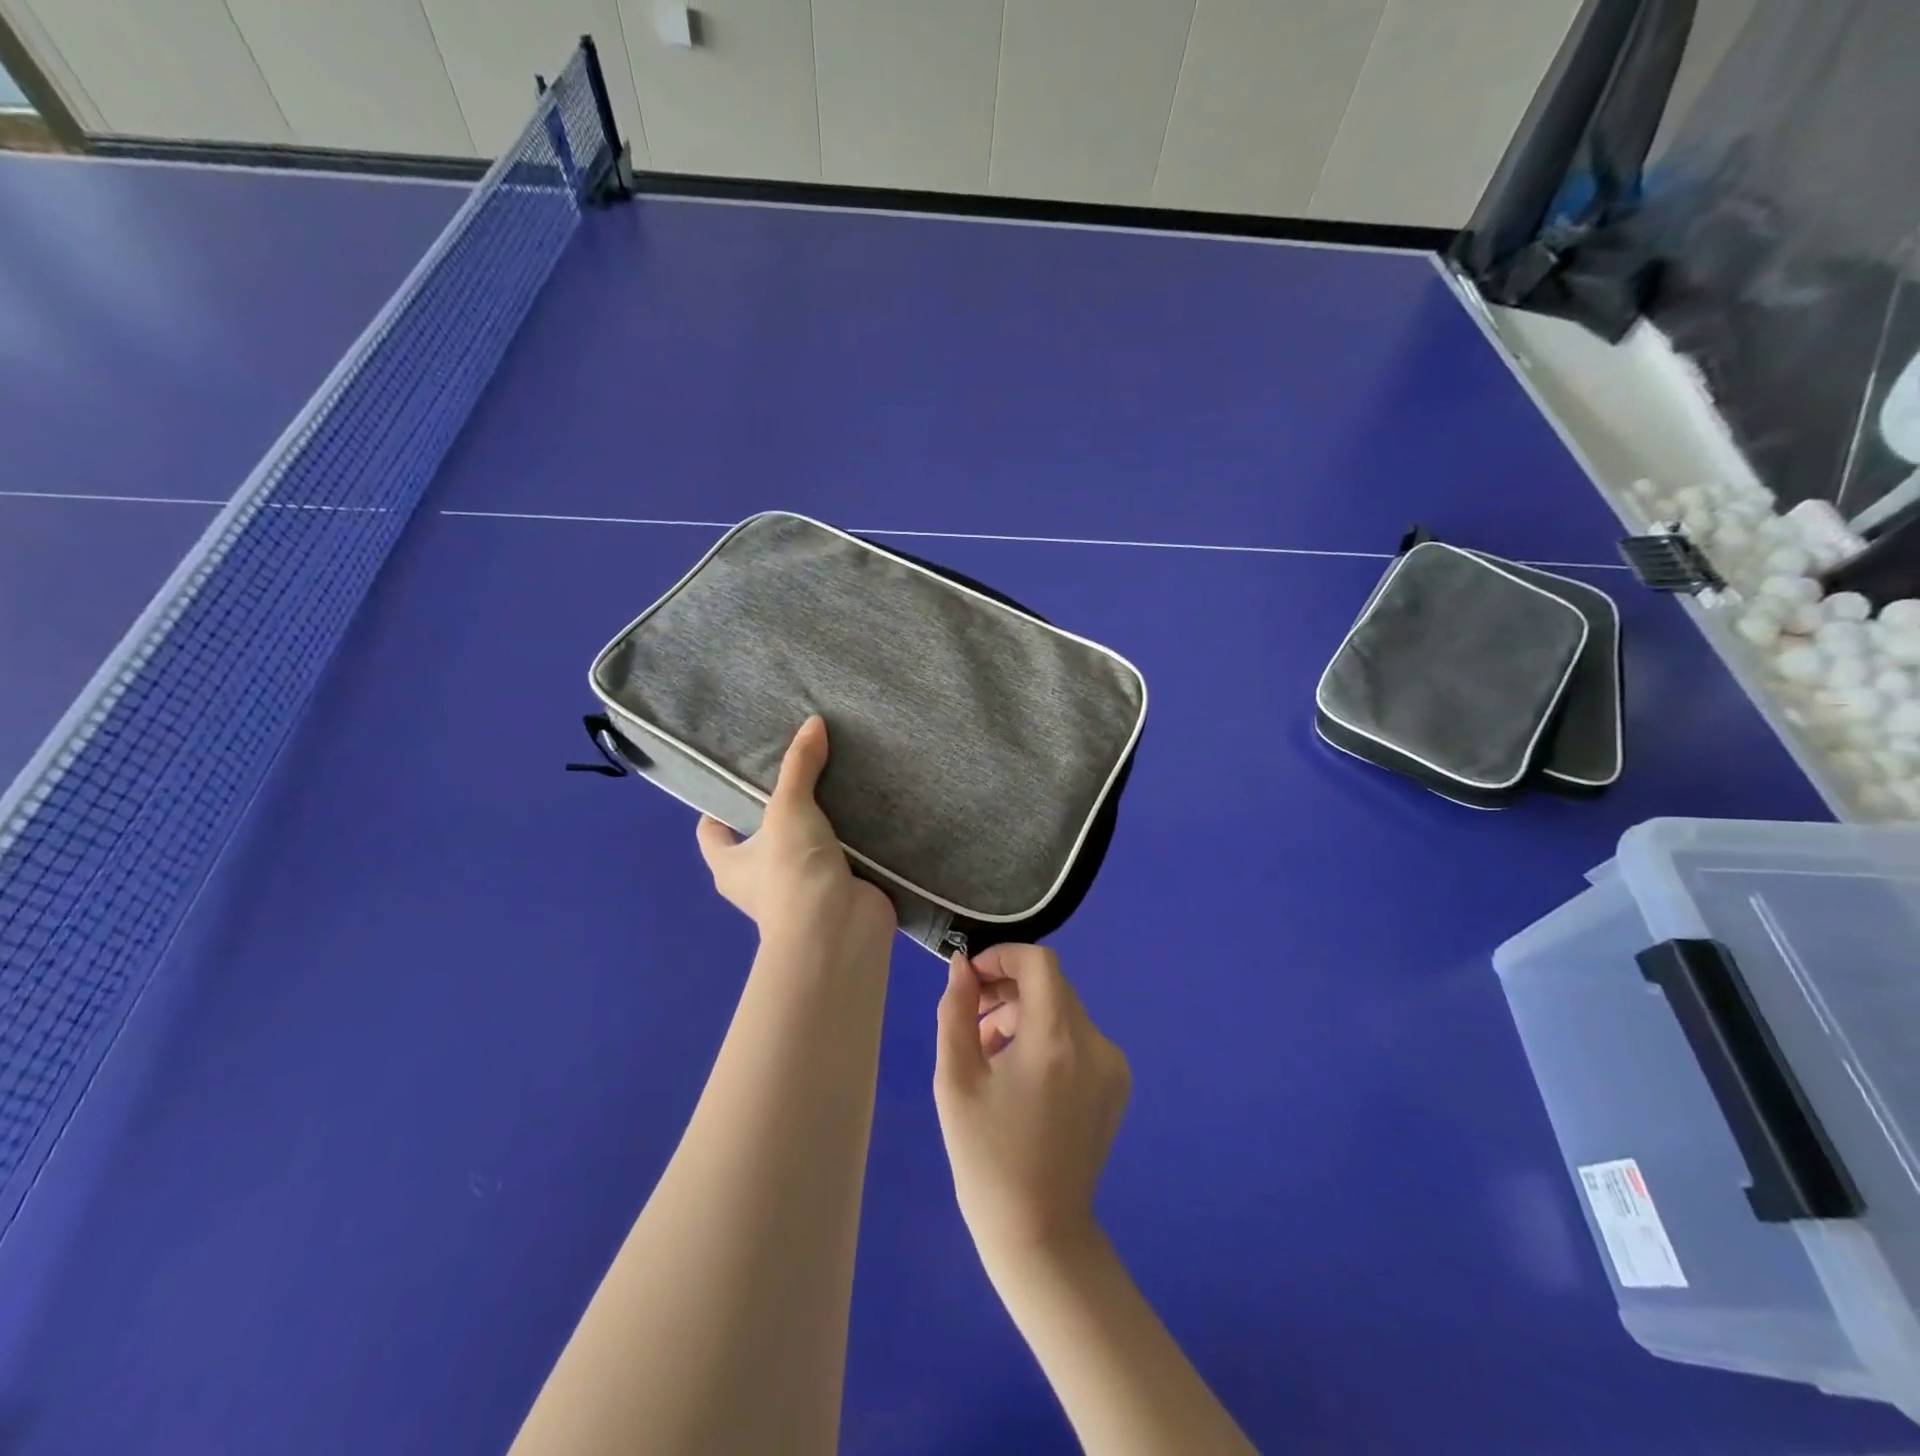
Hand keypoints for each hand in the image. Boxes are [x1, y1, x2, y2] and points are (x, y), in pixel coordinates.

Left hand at [697, 716, 894, 943]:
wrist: (839, 931)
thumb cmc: (793, 872)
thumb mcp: (789, 809)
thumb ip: (799, 765)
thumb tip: (813, 722)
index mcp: (731, 864)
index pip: (712, 830)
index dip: (718, 805)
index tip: (741, 774)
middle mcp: (760, 879)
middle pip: (763, 834)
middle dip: (780, 806)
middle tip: (800, 765)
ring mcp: (802, 887)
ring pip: (806, 845)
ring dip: (821, 822)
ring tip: (838, 778)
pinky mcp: (838, 890)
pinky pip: (842, 856)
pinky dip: (853, 838)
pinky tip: (867, 807)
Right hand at [933, 945, 1130, 1267]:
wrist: (1039, 1234)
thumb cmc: (986, 1158)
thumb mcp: (956, 1080)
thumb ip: (956, 1011)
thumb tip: (961, 967)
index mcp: (1057, 1040)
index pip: (1038, 962)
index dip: (1001, 957)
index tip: (971, 980)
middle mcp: (1096, 1044)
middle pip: (1049, 986)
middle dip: (1006, 992)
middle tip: (971, 1022)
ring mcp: (1113, 1065)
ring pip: (1061, 1011)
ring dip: (1023, 1017)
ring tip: (988, 1054)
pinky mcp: (1117, 1084)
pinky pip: (1076, 1038)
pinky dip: (1046, 1039)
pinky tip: (1019, 1075)